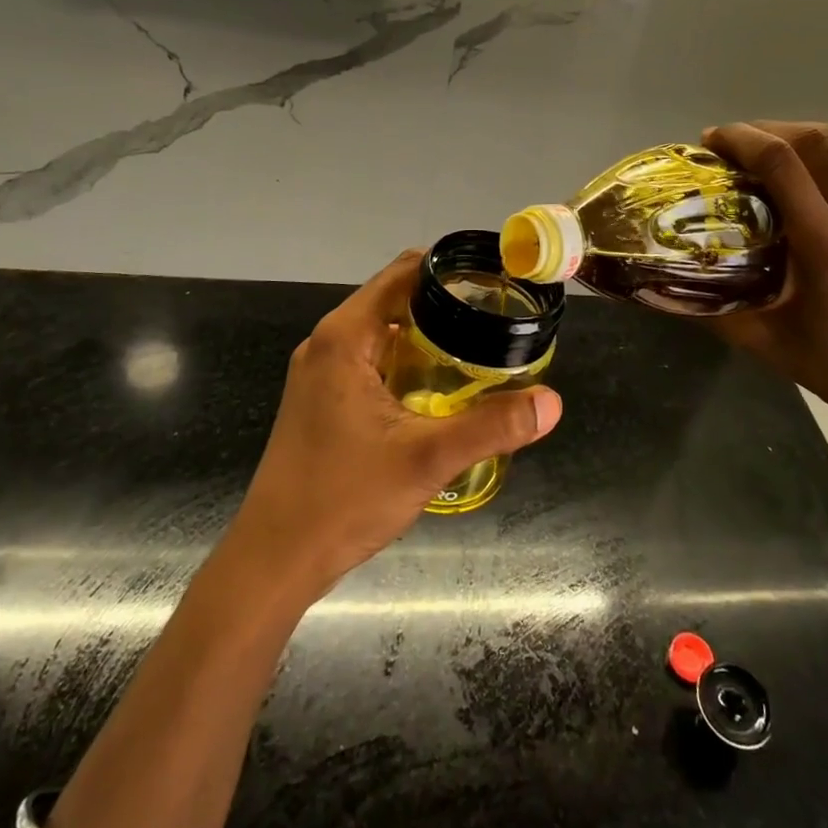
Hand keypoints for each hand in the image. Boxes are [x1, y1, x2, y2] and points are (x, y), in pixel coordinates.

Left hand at [227, 251, 562, 600]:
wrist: (275, 558)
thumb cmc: (343, 499)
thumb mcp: (426, 459)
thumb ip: (492, 427)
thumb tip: (552, 402)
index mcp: (346, 337)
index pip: (404, 273)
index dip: (451, 269)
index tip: (497, 281)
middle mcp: (329, 343)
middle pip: (395, 299)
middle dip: (447, 304)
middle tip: (499, 320)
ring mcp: (321, 372)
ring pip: (384, 332)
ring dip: (428, 336)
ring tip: (480, 350)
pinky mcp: (322, 399)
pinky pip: (372, 360)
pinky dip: (408, 362)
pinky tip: (440, 390)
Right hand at [702, 122, 827, 444]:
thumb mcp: (761, 341)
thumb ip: (710, 309)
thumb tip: (660, 286)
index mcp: (827, 248)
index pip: (783, 165)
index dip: (743, 140)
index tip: (712, 140)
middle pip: (818, 143)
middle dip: (769, 130)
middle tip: (737, 142)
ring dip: (808, 133)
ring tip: (776, 145)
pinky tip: (823, 163)